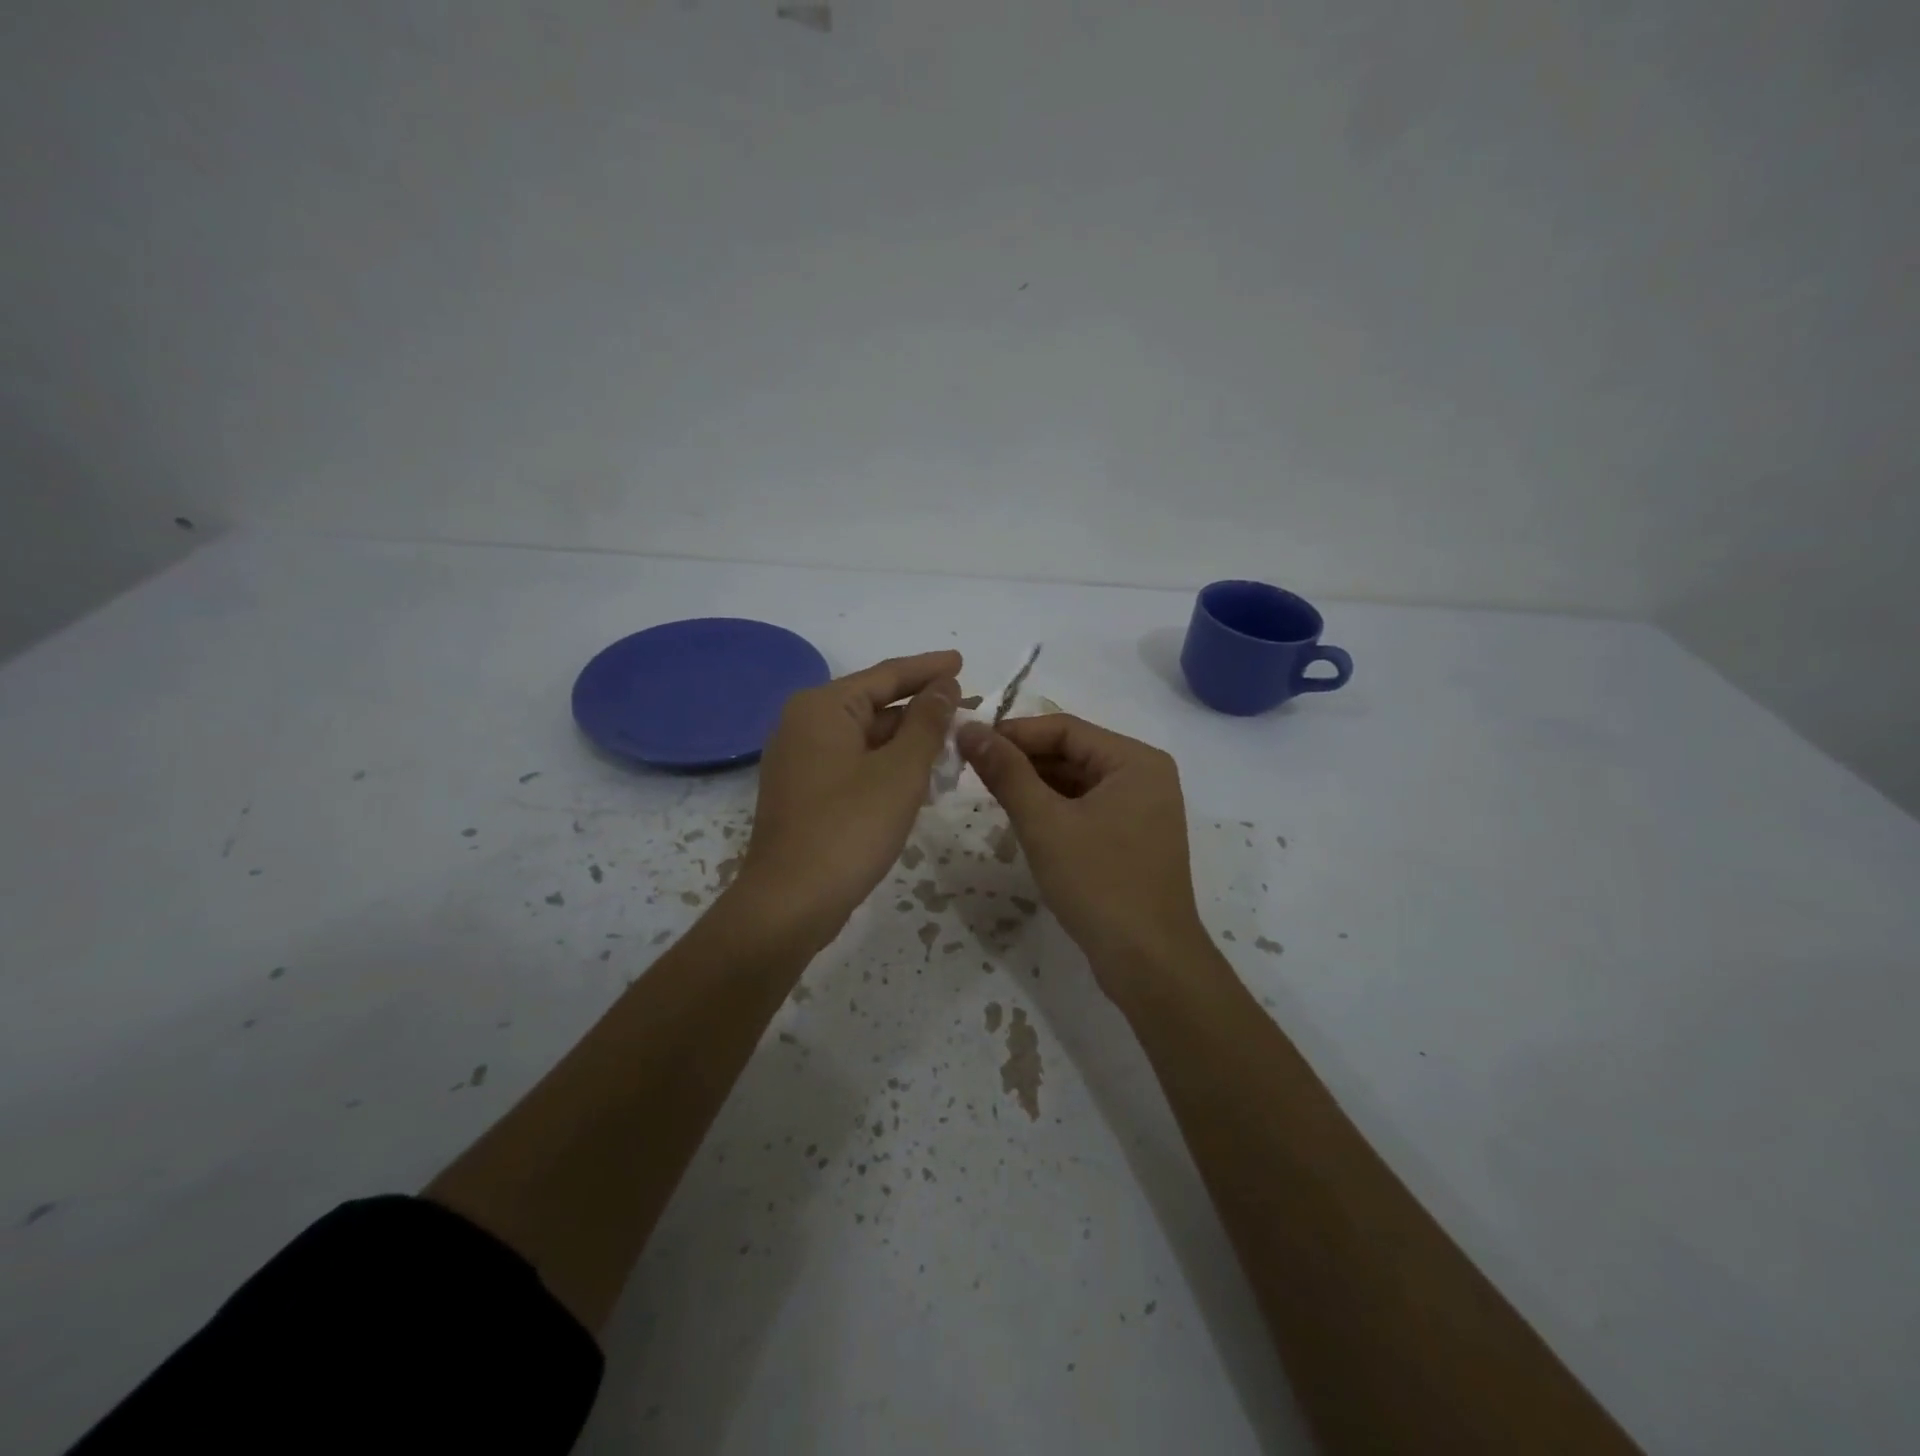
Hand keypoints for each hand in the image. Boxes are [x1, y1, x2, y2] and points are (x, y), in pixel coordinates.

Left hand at [736, 651, 961, 949]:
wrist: (790, 903)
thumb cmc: (849, 828)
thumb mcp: (900, 771)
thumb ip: (927, 723)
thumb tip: (944, 686)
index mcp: (822, 707)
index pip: (886, 675)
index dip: (928, 669)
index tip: (962, 661)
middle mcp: (804, 724)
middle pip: (874, 705)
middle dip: (922, 710)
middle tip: (969, 712)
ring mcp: (801, 760)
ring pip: (866, 738)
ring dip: (909, 742)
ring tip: (954, 747)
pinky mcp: (804, 792)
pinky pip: (854, 764)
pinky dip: (888, 766)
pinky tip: (921, 780)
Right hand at [958, 714, 1213, 1000]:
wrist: (1149, 962)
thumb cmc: (1099, 883)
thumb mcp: (1044, 823)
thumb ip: (1006, 772)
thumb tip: (968, 729)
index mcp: (1135, 761)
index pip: (1064, 729)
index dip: (1013, 733)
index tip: (968, 743)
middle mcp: (1145, 776)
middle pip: (1073, 752)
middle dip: (1023, 760)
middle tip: (972, 769)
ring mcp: (1142, 809)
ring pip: (1078, 782)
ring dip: (1036, 785)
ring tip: (990, 792)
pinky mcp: (1133, 838)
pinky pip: (1087, 808)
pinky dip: (1055, 809)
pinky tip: (1023, 820)